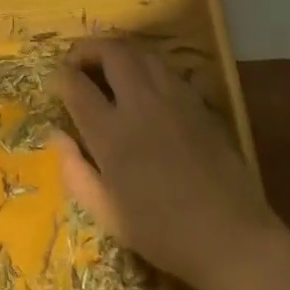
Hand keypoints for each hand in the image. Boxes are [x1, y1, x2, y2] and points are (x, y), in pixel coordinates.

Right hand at [52, 38, 274, 289]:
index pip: (76, 84)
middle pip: (111, 52)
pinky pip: (165, 69)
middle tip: (77, 64)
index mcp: (112, 133)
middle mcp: (141, 104)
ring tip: (107, 68)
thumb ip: (74, 170)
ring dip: (117, 52)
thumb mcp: (105, 212)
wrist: (232, 239)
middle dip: (87, 49)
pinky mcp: (199, 103)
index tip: (56, 82)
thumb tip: (57, 135)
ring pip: (141, 52)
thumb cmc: (161, 233)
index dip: (60, 76)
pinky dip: (145, 65)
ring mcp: (174, 99)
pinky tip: (142, 87)